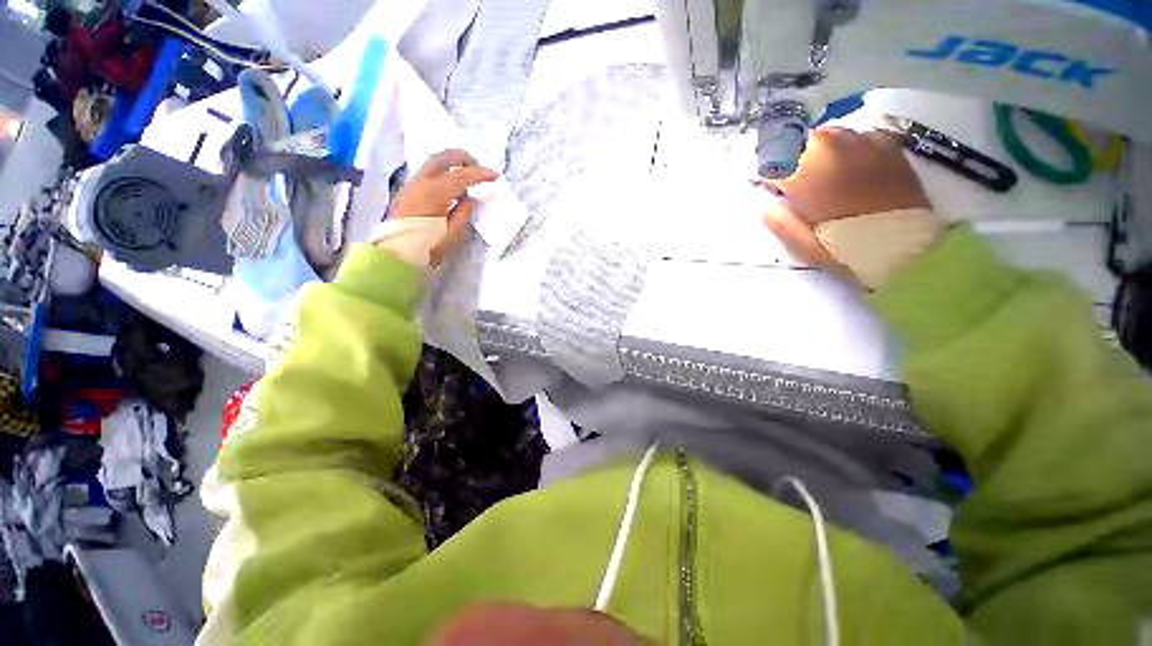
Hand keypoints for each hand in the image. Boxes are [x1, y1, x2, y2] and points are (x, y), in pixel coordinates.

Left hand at [389, 149, 498, 265]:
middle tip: (479, 166)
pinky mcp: (408, 191)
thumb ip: (463, 213)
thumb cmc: (426, 248)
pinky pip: (428, 172)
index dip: (480, 174)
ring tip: (467, 173)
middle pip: (442, 158)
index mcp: (434, 193)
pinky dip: (443, 170)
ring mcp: (412, 185)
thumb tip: (472, 198)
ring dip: (452, 162)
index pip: (461, 176)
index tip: (495, 175)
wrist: (396, 254)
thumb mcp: (451, 235)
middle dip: (463, 158)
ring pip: (433, 162)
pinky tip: (451, 183)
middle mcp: (421, 182)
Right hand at [761, 128, 930, 275]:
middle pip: (798, 144)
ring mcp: (863, 141)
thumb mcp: (805, 247)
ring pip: (825, 136)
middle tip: (798, 187)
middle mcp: (834, 147)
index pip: (773, 164)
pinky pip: (855, 137)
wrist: (911, 247)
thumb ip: (781, 223)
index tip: (774, 194)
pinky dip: (845, 150)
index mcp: (809, 173)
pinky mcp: (887, 144)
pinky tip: (851, 171)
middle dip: (791, 162)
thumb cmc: (851, 249)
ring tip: (825, 179)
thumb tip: (769, 206)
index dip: (769, 180)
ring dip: (816, 154)